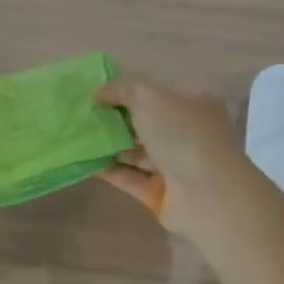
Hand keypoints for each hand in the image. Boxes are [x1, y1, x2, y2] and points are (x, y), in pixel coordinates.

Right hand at [95, 77, 251, 235]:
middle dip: (116, 119)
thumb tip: (99, 93)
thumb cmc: (182, 134)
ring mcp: (177, 166)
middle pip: (147, 124)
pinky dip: (109, 170)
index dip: (130, 91)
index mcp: (195, 105)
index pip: (160, 93)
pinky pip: (130, 178)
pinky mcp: (161, 194)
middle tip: (83, 116)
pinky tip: (83, 162)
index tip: (99, 93)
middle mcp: (188, 134)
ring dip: (110, 145)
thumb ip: (122, 89)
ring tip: (77, 138)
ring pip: (138, 152)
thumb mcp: (149, 96)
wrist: (206, 194)